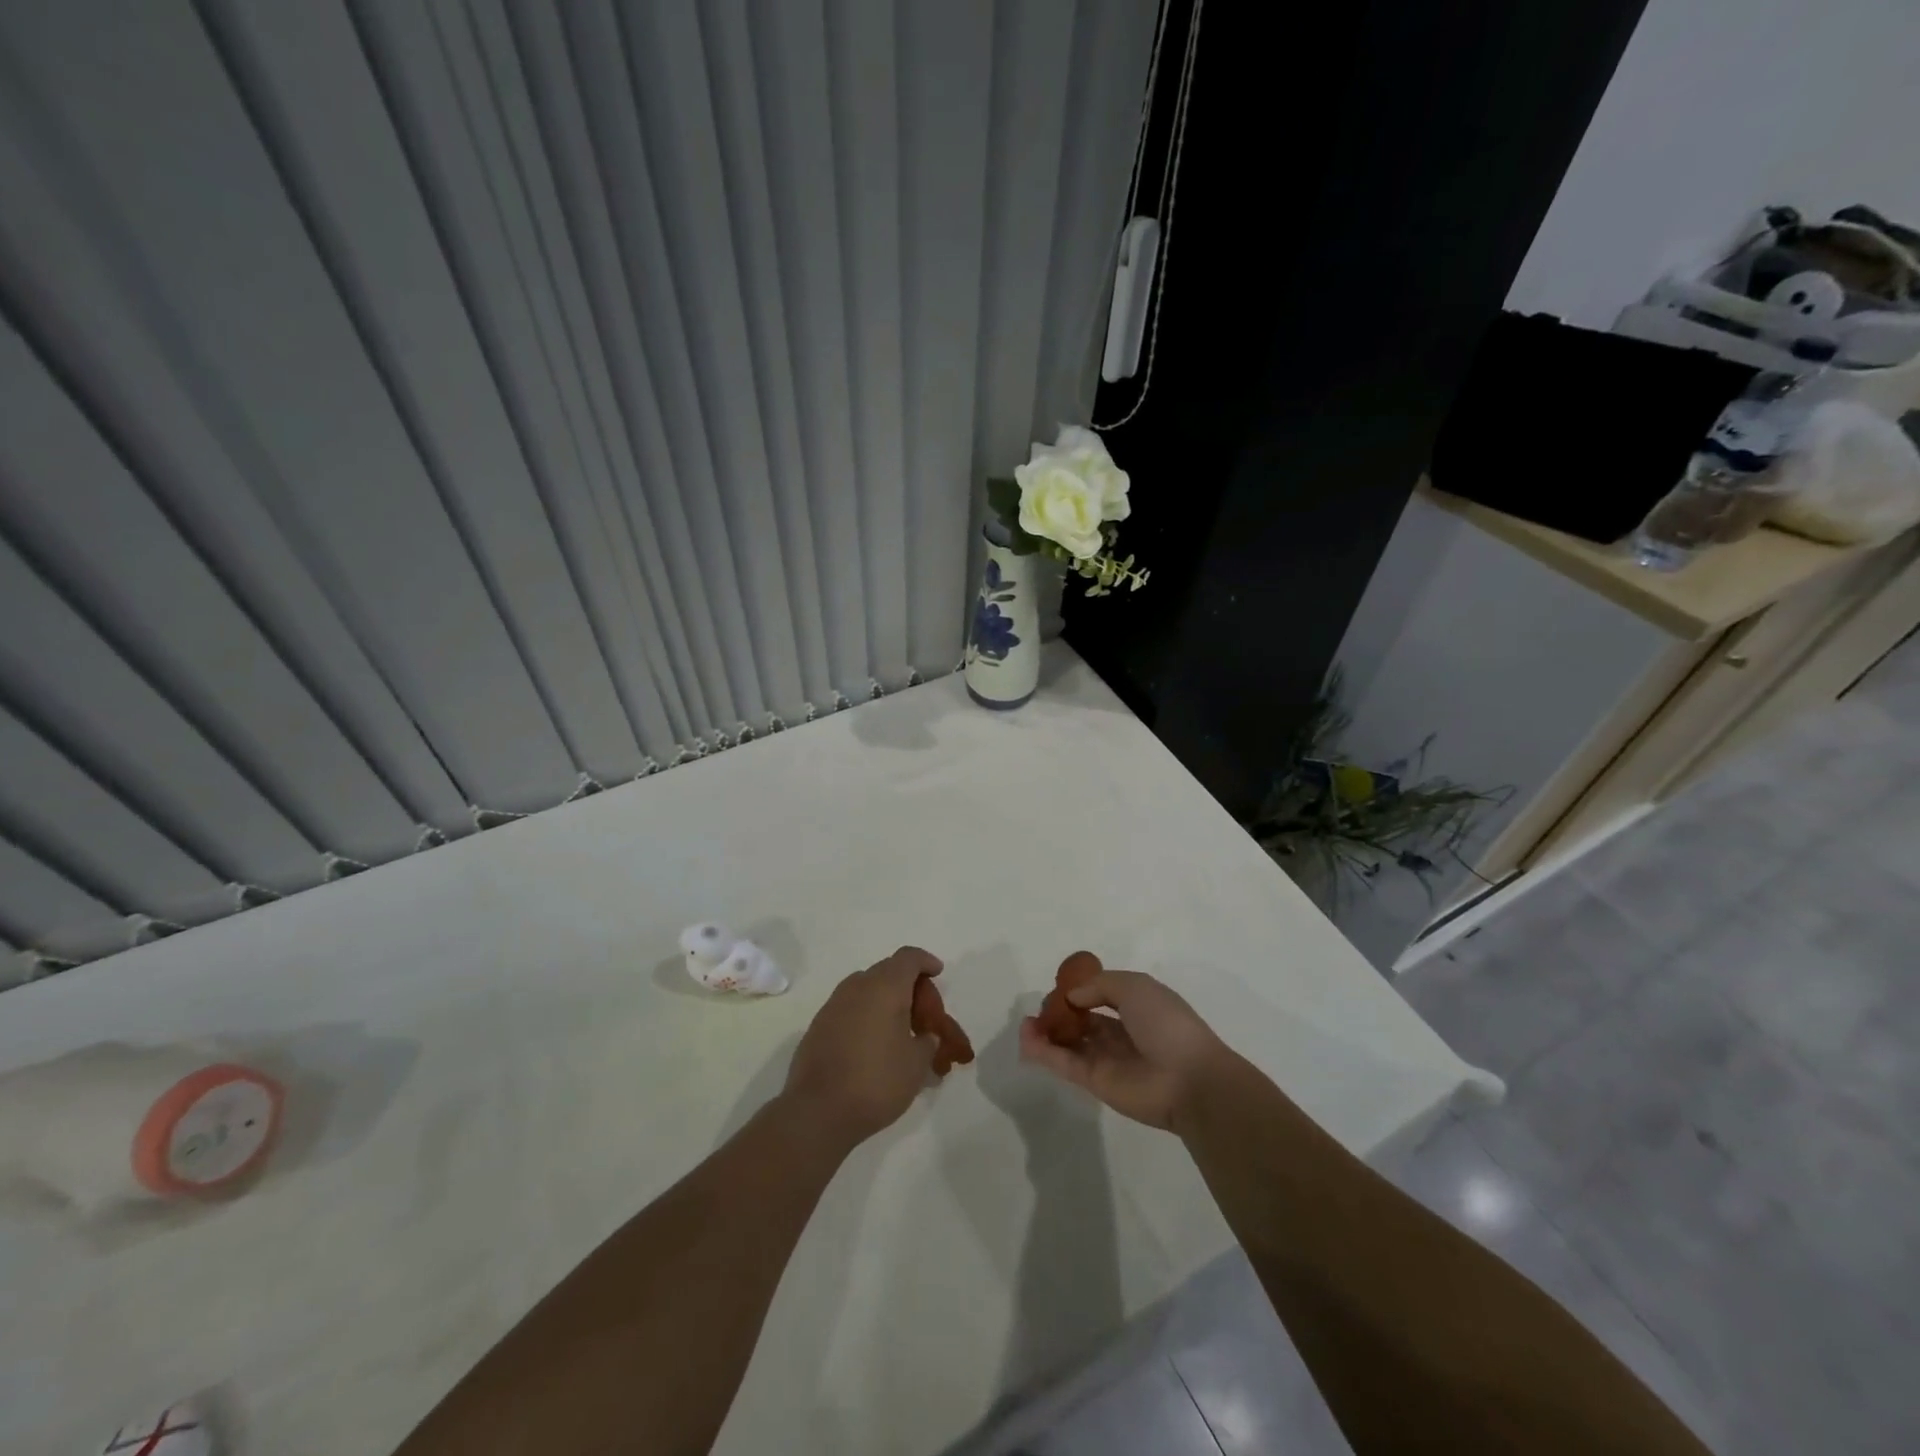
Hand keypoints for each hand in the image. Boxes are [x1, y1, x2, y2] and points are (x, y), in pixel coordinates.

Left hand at [783, 947, 942, 1143]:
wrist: (817, 1111)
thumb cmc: (876, 1082)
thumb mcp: (916, 1065)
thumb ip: (927, 1043)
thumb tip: (926, 1036)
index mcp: (885, 988)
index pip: (908, 958)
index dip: (925, 961)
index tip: (937, 973)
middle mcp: (857, 987)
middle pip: (887, 971)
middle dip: (907, 985)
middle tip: (922, 1012)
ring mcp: (833, 1005)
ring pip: (865, 989)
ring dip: (884, 1000)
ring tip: (898, 1029)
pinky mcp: (818, 1026)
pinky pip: (849, 1008)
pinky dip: (866, 1015)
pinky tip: (873, 1044)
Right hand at [1018, 970, 1230, 1130]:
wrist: (1188, 1079)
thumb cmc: (1166, 1023)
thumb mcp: (1135, 987)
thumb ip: (1099, 985)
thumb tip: (1073, 996)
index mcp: (1138, 1007)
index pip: (1102, 996)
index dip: (1080, 991)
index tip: (1060, 987)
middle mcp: (1122, 1033)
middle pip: (1083, 1021)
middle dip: (1060, 1013)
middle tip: (1040, 1008)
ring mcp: (1107, 1059)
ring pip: (1070, 1043)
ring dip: (1047, 1032)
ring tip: (1024, 1024)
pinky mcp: (1095, 1083)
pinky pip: (1065, 1063)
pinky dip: (1044, 1052)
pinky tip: (1026, 1039)